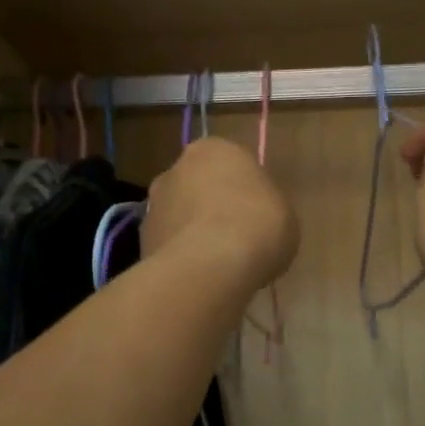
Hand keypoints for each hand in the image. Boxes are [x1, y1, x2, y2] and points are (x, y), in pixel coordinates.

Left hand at [141, 137, 298, 291]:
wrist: (211, 265)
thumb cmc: (257, 224)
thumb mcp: (283, 211)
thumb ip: (263, 206)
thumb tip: (250, 218)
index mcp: (213, 149)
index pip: (229, 162)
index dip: (242, 188)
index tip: (253, 212)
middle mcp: (176, 168)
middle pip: (197, 185)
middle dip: (210, 206)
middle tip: (234, 236)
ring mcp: (153, 204)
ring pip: (178, 215)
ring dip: (192, 232)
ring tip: (216, 264)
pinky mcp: (141, 239)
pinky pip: (168, 245)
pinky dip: (180, 257)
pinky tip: (199, 277)